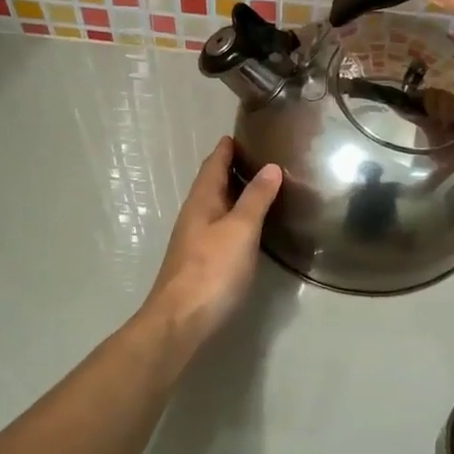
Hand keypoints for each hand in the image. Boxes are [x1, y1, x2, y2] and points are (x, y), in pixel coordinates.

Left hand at [141, 138, 281, 350]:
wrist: (181, 321)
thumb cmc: (212, 270)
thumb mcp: (240, 230)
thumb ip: (256, 199)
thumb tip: (271, 167)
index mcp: (201, 202)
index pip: (213, 164)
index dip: (227, 148)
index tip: (245, 132)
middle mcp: (195, 216)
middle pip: (213, 184)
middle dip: (233, 168)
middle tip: (263, 156)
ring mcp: (196, 240)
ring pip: (217, 207)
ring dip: (236, 194)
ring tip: (264, 186)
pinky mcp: (202, 262)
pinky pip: (221, 227)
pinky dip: (237, 217)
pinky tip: (251, 226)